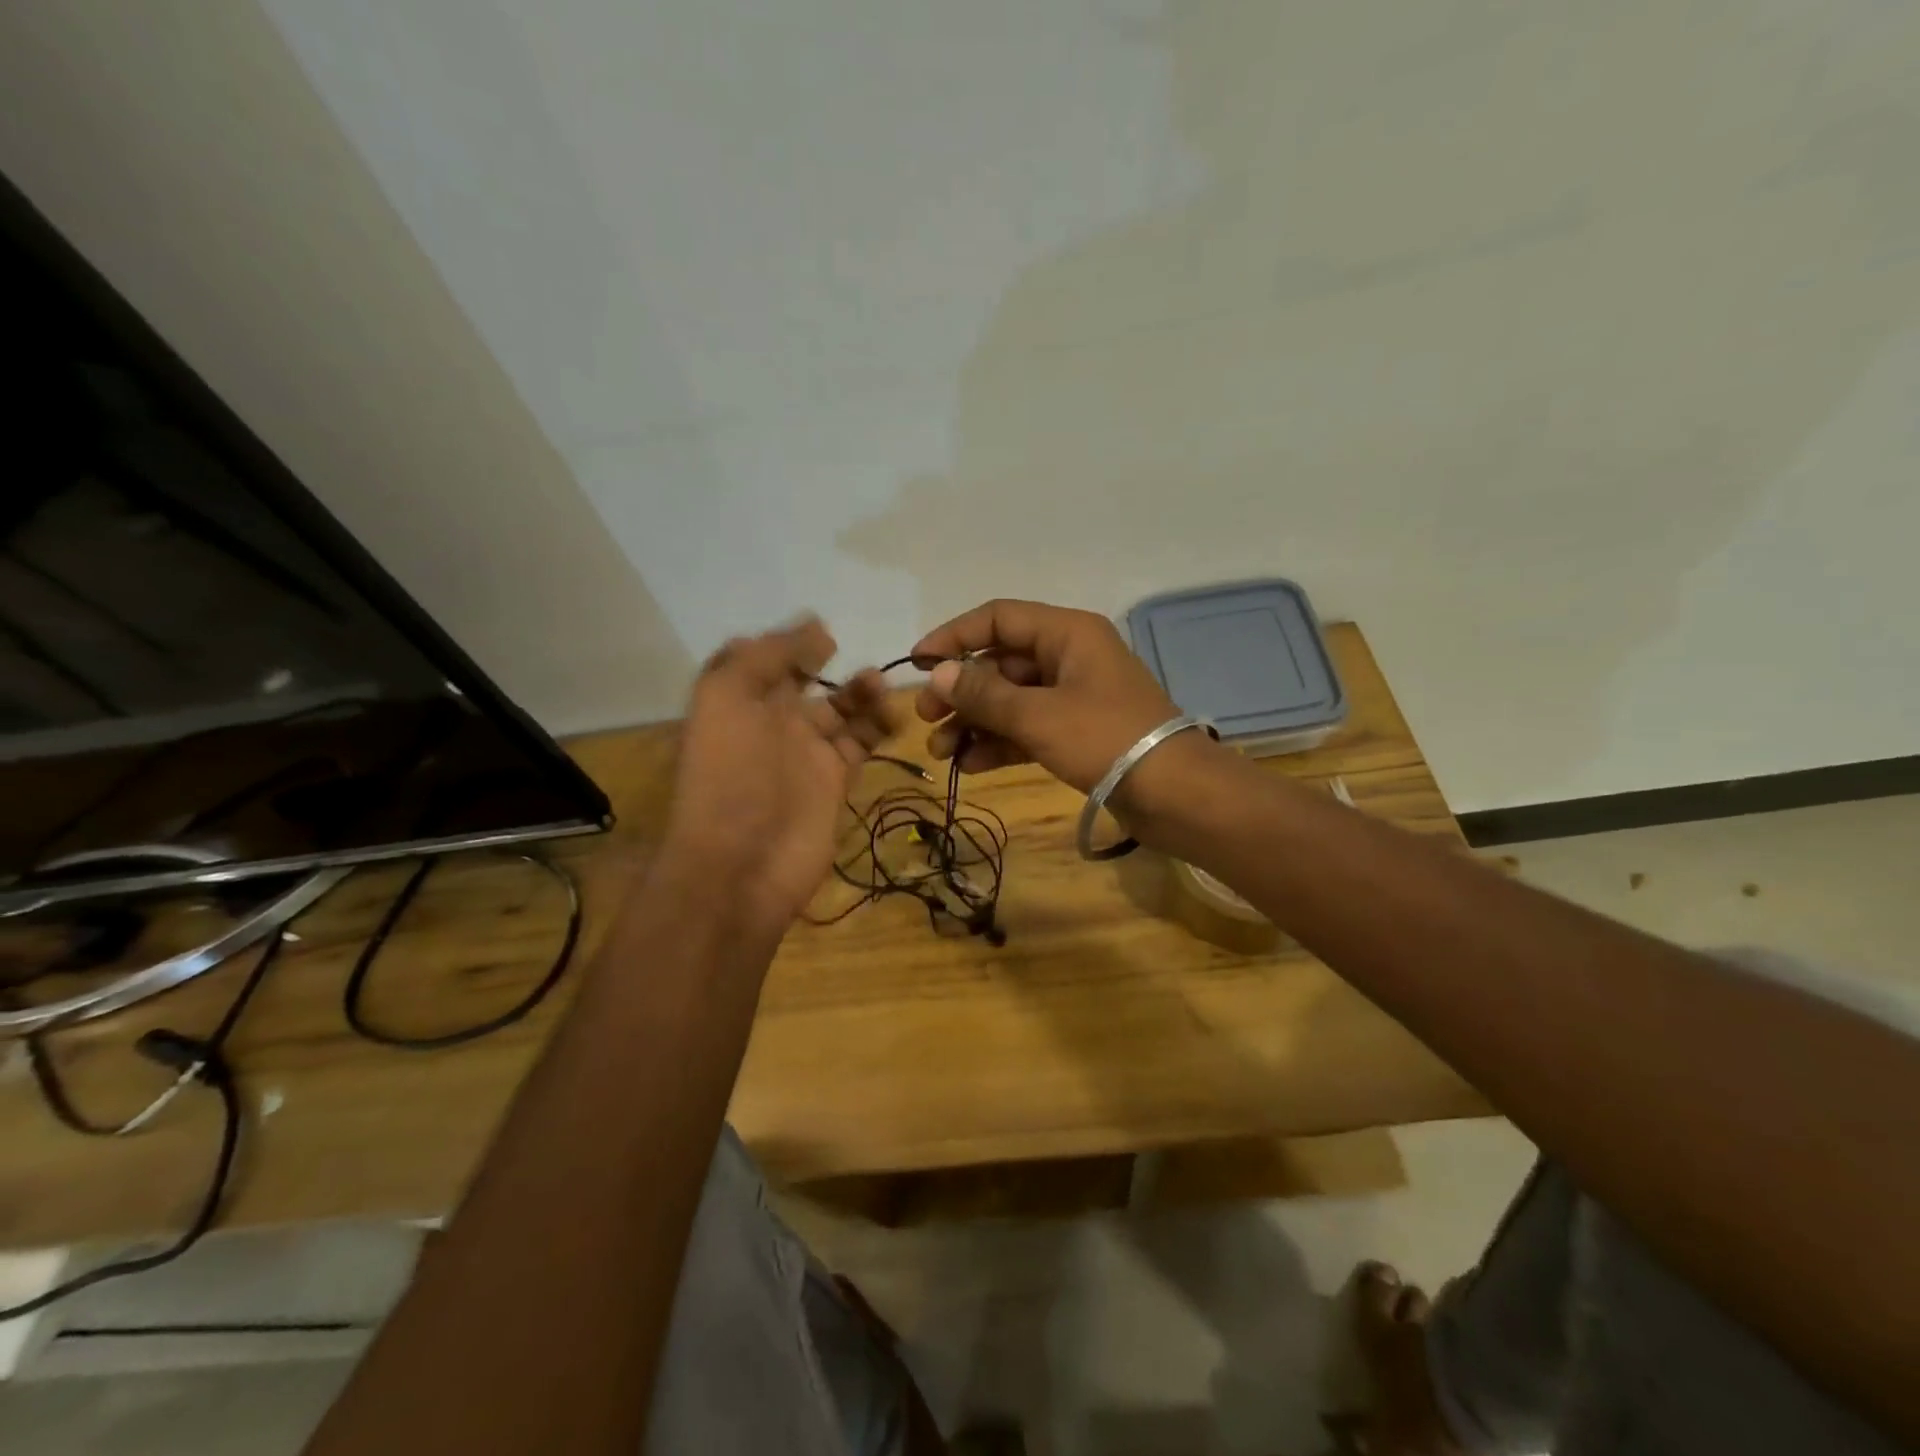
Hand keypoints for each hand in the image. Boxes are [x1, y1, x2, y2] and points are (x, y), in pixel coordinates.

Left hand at [664, 619, 898, 932]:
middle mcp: (772, 723)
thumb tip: (813, 625)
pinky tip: (893, 717)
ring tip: (879, 688)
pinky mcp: (835, 781)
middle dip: (831, 667)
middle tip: (857, 663)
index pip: (767, 660)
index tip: (826, 633)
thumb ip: (765, 656)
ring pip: (841, 711)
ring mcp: (805, 754)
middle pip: (807, 683)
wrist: (743, 863)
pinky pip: (861, 743)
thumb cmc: (731, 774)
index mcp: (740, 701)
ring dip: (861, 694)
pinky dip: (879, 726)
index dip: (793, 644)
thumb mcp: (727, 697)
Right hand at [911, 599, 1180, 792]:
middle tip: (925, 719)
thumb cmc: (1105, 740)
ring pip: (1011, 699)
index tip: (917, 664)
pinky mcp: (1078, 732)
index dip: (953, 637)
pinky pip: (1028, 727)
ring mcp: (1075, 696)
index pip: (997, 618)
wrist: (1175, 795)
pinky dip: (1000, 742)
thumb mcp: (1037, 715)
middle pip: (1001, 662)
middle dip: (961, 691)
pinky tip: (972, 765)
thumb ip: (983, 694)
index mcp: (1066, 633)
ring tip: (942, 751)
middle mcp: (1069, 656)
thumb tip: (937, 674)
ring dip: (975, 722)